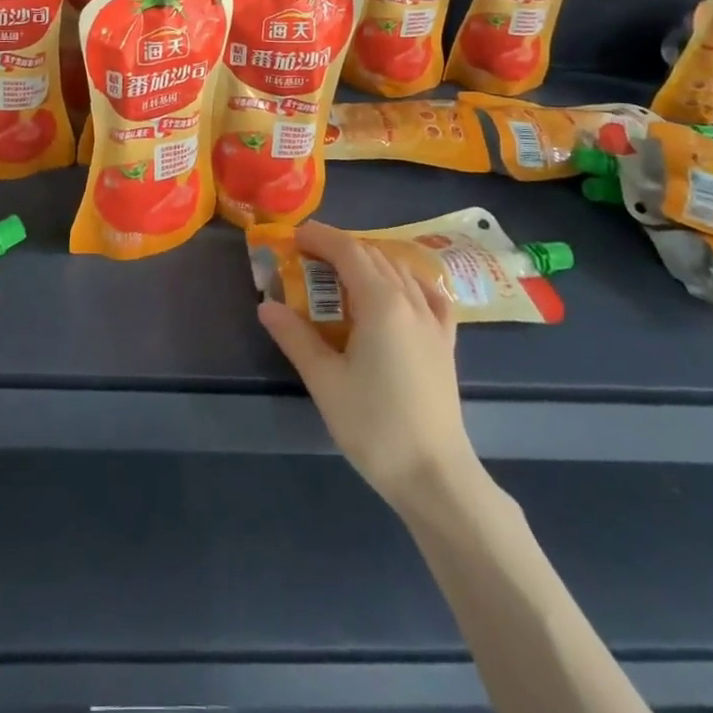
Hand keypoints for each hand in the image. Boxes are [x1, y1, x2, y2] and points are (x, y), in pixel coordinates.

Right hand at [257, 221, 479, 512]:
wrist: (435, 475)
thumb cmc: (374, 425)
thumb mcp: (325, 381)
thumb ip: (295, 336)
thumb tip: (266, 305)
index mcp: (381, 303)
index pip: (348, 251)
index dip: (320, 238)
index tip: (293, 237)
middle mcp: (411, 301)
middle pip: (373, 255)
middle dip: (339, 247)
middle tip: (306, 257)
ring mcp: (433, 320)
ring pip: (399, 270)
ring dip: (368, 260)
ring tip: (340, 273)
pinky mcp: (445, 341)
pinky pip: (428, 293)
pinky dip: (406, 280)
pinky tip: (397, 290)